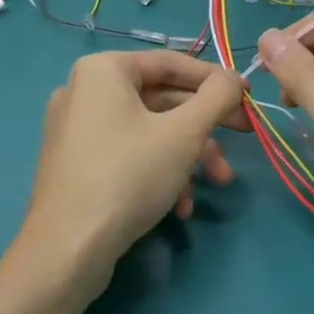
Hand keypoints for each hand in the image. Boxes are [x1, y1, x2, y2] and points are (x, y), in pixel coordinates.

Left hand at [20, 51, 247, 289]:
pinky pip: (128, 153)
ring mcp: (77, 129)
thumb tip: (233, 78)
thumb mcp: (183, 133)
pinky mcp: (76, 164)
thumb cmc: (128, 176)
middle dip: (205, 125)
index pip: (171, 62)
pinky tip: (180, 206)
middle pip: (162, 99)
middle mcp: (85, 91)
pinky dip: (159, 171)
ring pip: (148, 130)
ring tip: (218, 182)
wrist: (66, 250)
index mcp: (103, 70)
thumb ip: (215, 97)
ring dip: (188, 154)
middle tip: (245, 134)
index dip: (215, 79)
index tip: (247, 96)